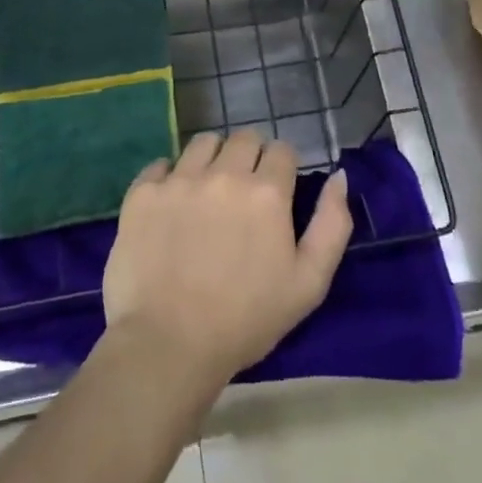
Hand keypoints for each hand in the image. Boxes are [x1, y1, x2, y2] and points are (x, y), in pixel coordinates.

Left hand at [102, 131, 352, 389]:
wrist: (168, 345)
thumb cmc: (246, 320)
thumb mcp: (310, 282)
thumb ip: (332, 224)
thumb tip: (339, 176)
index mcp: (267, 193)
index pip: (282, 150)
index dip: (283, 169)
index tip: (276, 193)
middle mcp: (224, 174)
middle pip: (244, 137)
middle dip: (250, 157)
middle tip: (244, 193)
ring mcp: (179, 181)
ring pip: (203, 143)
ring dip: (212, 159)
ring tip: (207, 192)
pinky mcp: (143, 194)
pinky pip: (160, 165)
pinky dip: (169, 177)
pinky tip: (172, 204)